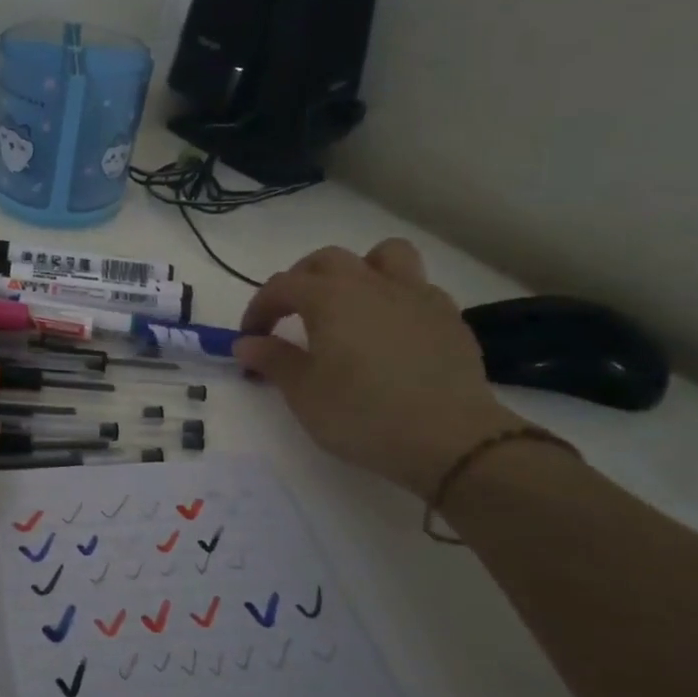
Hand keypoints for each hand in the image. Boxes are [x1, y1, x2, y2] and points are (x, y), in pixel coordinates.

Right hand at [233, 240, 522, 497]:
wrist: (451, 440)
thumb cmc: (363, 414)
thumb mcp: (303, 394)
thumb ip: (272, 360)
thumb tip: (246, 343)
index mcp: (329, 298)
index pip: (281, 286)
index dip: (259, 308)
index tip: (250, 338)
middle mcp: (370, 284)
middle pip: (328, 260)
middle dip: (303, 280)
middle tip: (292, 314)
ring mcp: (415, 296)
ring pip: (385, 256)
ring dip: (361, 269)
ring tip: (351, 301)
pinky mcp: (449, 317)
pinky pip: (419, 288)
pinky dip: (398, 298)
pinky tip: (393, 329)